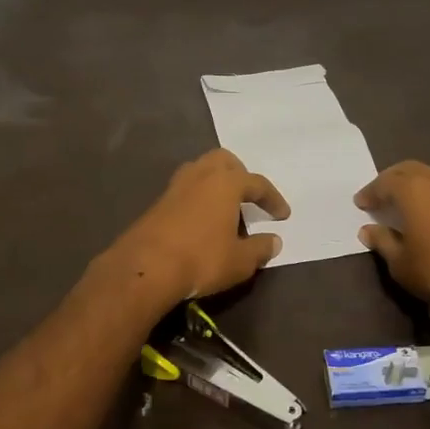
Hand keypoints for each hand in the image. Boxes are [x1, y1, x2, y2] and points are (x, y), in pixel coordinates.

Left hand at [106, 149, 289, 303]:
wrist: (146, 267)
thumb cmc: (202, 259)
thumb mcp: (240, 261)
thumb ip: (260, 248)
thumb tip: (274, 241)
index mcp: (226, 182)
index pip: (257, 183)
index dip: (273, 199)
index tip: (282, 215)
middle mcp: (201, 175)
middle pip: (224, 161)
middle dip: (240, 174)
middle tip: (249, 196)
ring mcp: (176, 186)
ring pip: (201, 170)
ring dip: (216, 182)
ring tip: (225, 205)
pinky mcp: (158, 202)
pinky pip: (186, 188)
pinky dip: (199, 196)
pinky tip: (202, 218)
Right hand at [355, 161, 429, 323]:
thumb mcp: (400, 262)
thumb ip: (382, 241)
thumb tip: (368, 230)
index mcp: (411, 189)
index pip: (383, 183)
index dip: (370, 192)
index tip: (361, 203)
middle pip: (408, 169)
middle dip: (391, 179)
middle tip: (381, 194)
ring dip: (415, 185)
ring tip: (406, 203)